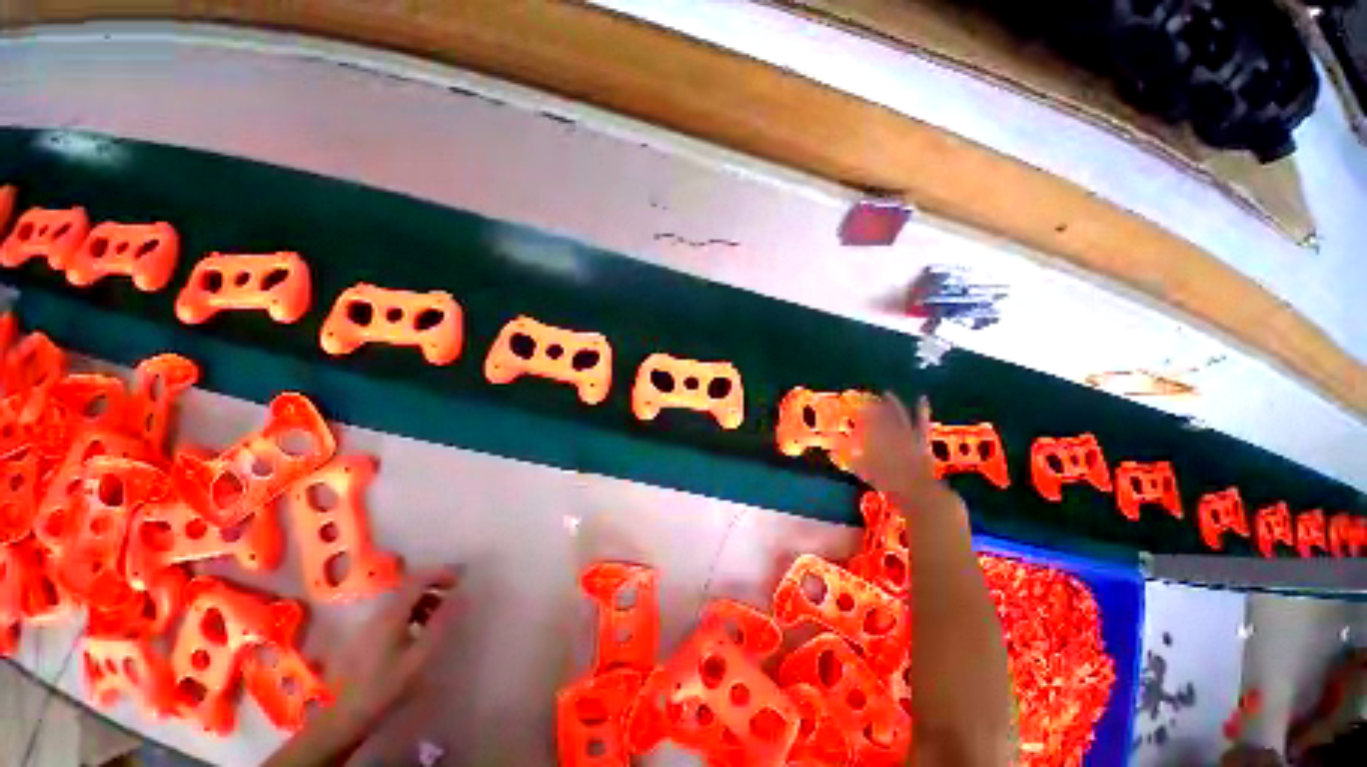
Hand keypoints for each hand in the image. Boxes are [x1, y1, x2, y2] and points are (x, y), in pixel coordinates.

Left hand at [265, 568, 460, 766]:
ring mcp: (370, 625)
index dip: (441, 574)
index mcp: (392, 613)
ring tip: (440, 620)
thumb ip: (441, 624)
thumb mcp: (419, 657)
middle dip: (434, 589)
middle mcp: (379, 613)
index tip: (461, 581)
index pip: (418, 580)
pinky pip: (394, 614)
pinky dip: (412, 615)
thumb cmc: (384, 686)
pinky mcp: (366, 637)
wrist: (343, 718)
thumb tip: (462, 596)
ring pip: (402, 602)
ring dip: (424, 603)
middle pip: (409, 588)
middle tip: (454, 601)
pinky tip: (419, 634)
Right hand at [847, 393, 938, 496]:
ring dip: (893, 405)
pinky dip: (922, 410)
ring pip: (899, 416)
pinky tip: (922, 398)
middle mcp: (890, 433)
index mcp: (875, 440)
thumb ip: (848, 460)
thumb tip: (830, 451)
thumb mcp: (863, 473)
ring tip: (887, 394)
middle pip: (880, 417)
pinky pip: (921, 422)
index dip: (860, 416)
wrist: (918, 491)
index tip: (854, 409)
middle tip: (867, 401)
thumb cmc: (887, 483)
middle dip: (873, 408)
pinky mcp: (921, 439)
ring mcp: (907, 435)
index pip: (865, 424)